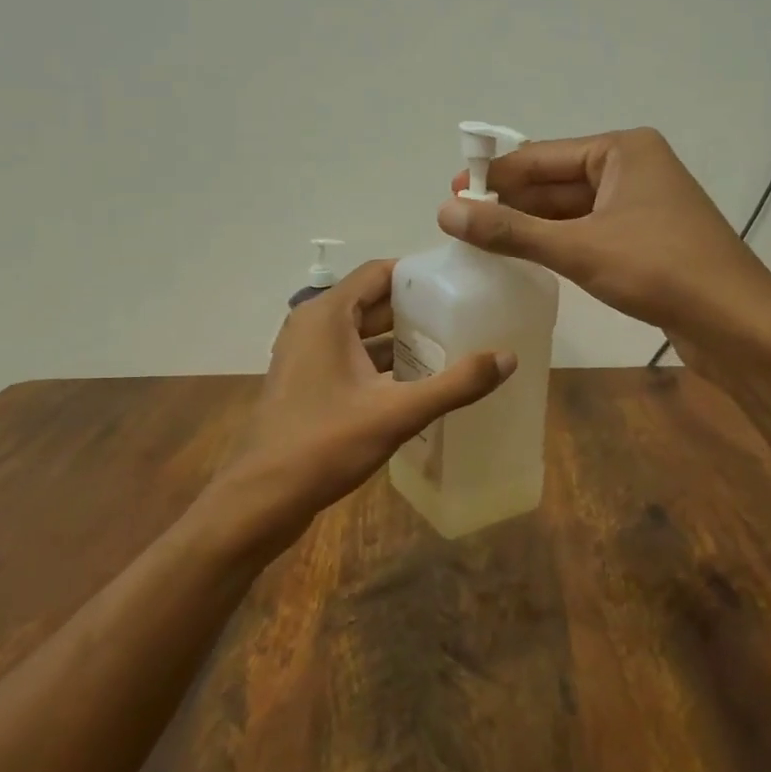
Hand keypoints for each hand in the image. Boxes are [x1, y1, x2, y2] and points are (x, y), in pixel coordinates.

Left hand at [207, 260, 514, 550]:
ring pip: (362, 333)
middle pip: (372, 302)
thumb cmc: (325, 444)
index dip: (419, 274)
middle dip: (416, 308)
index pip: (379, 273)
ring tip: (451, 346)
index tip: (460, 283)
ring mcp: (306, 356)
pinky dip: (382, 363)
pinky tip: (417, 383)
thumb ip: (454, 384)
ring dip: (400, 339)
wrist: (262, 498)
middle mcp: (313, 326)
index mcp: (327, 315)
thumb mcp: (397, 412)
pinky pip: (351, 359)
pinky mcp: (307, 383)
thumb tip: (508, 357)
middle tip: (465, 315)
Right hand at [439, 128, 770, 366]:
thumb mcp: (578, 248)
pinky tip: (526, 256)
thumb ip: (511, 231)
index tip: (451, 195)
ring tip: (482, 240)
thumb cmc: (660, 270)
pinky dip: (556, 242)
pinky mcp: (645, 239)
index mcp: (621, 150)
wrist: (736, 323)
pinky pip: (588, 231)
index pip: (540, 156)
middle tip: (460, 222)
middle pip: (555, 181)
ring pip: (571, 210)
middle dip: (510, 201)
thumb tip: (445, 211)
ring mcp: (641, 205)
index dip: (495, 176)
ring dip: (530, 224)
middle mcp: (632, 168)